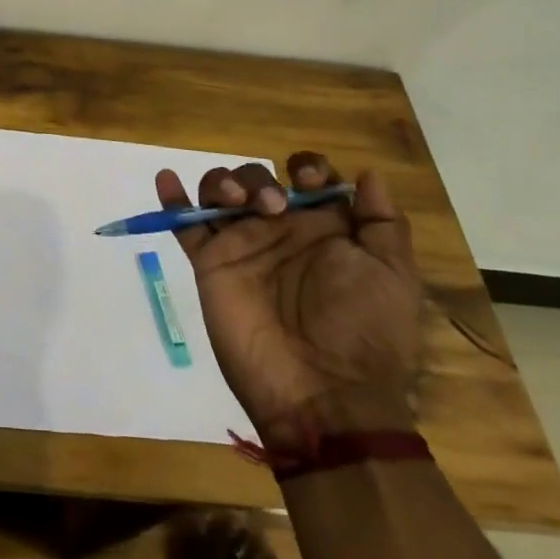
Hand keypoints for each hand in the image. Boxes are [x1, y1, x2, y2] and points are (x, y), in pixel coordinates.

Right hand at [156, 152, 422, 443]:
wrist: (322, 391)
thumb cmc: (365, 330)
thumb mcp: (392, 275)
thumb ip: (382, 222)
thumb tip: (367, 174)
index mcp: (324, 228)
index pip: (307, 177)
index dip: (306, 166)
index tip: (305, 180)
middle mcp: (280, 230)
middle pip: (257, 178)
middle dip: (260, 179)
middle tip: (273, 208)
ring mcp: (242, 245)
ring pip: (220, 192)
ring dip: (224, 183)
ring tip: (236, 205)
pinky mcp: (210, 263)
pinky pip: (185, 225)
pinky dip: (172, 199)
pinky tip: (167, 179)